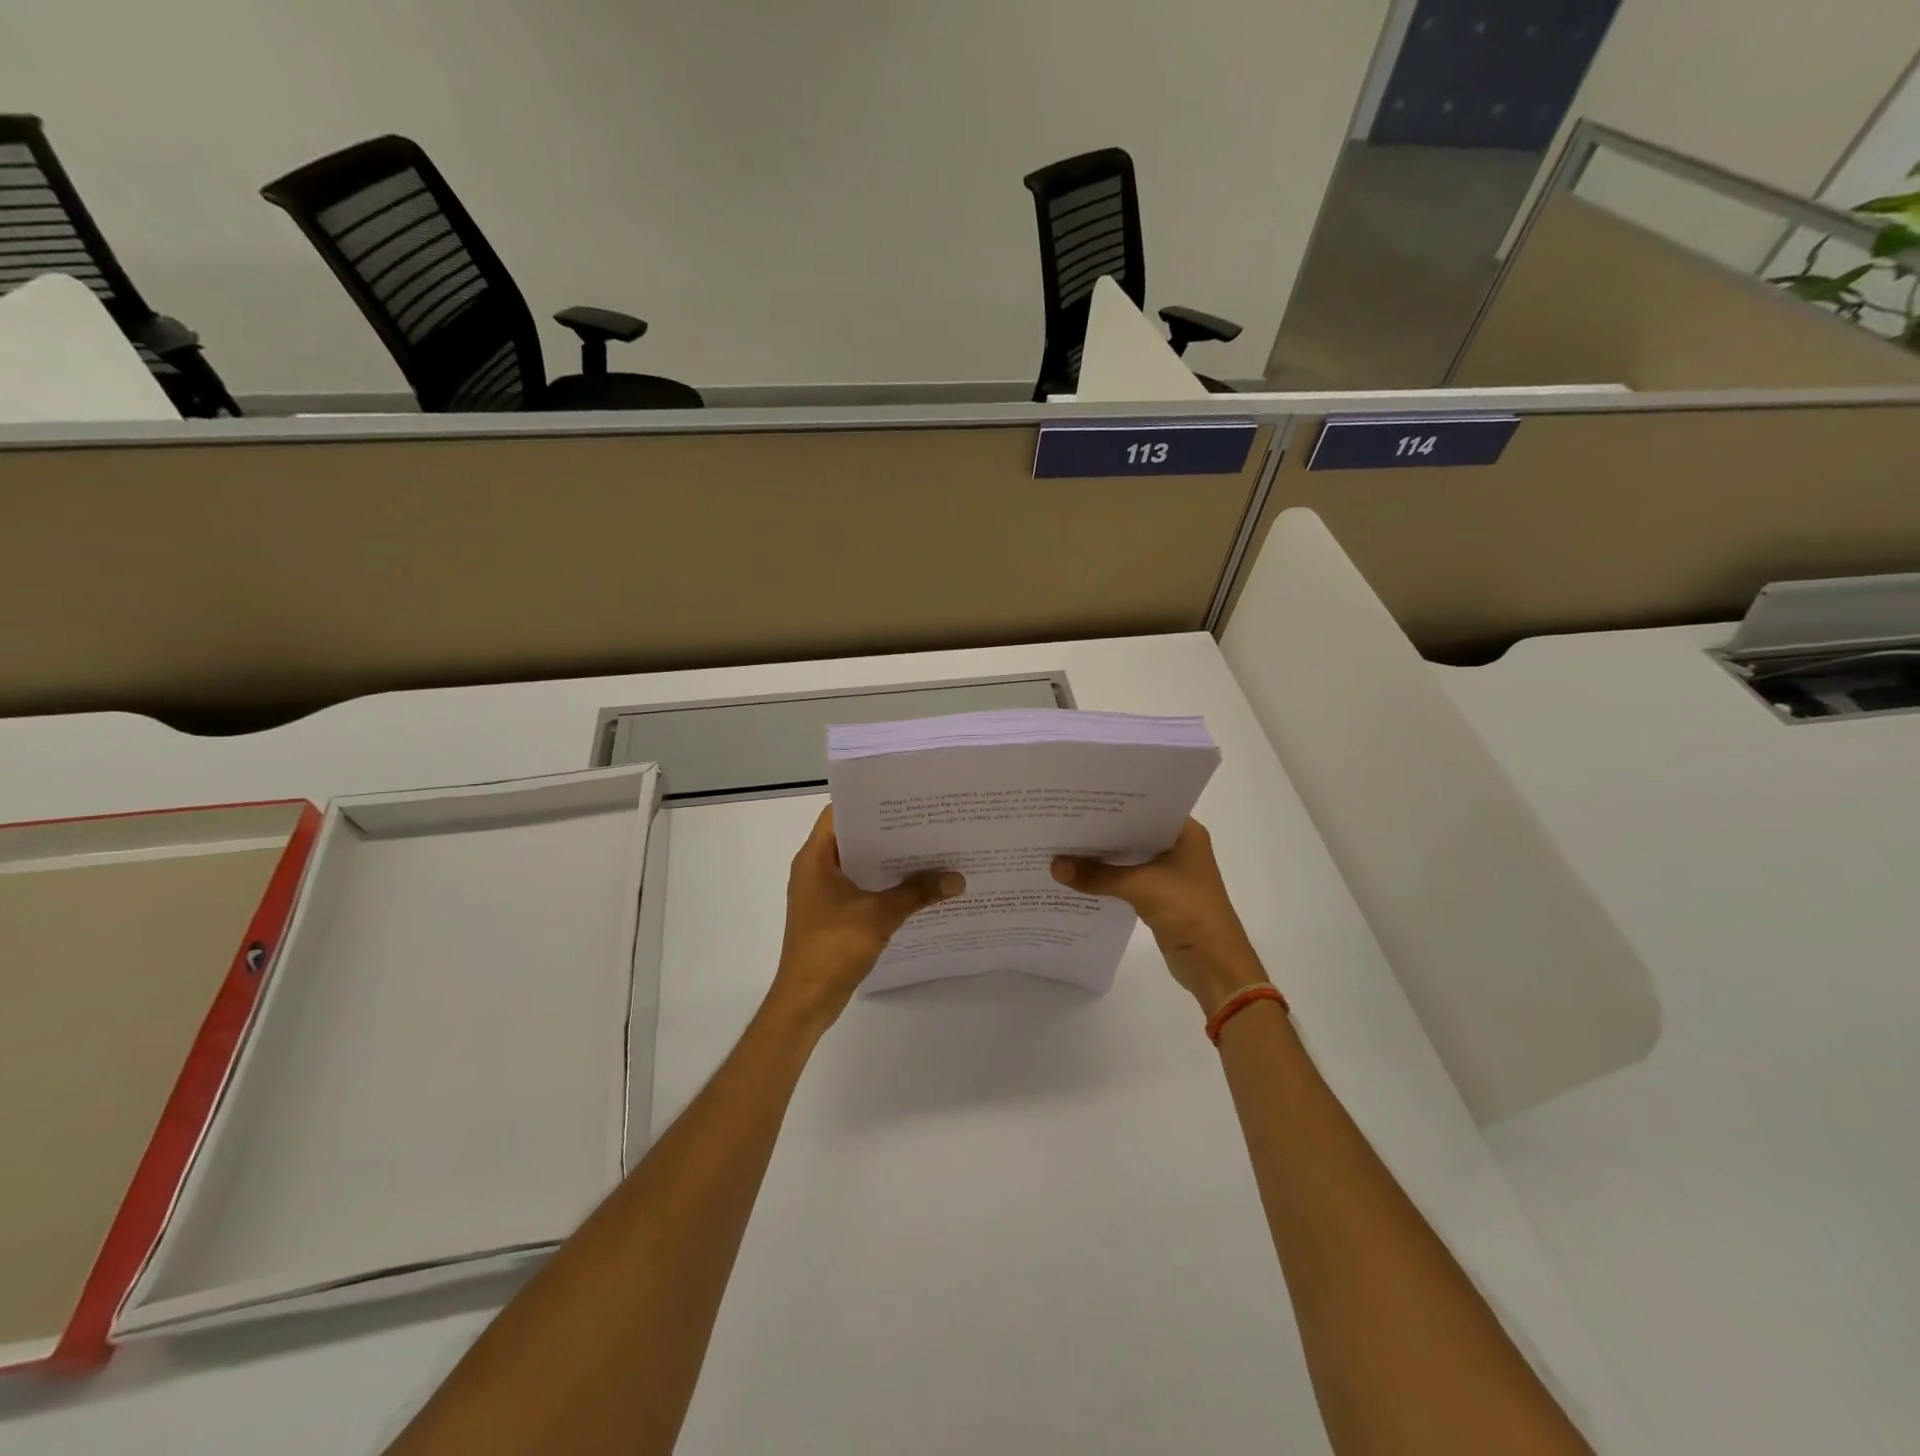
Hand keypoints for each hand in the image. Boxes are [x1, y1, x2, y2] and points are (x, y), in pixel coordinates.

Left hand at [769, 805, 964, 1031]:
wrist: (805, 1001)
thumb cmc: (832, 948)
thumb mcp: (879, 916)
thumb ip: (917, 893)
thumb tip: (957, 878)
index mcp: (815, 858)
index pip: (839, 813)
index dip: (869, 802)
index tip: (903, 798)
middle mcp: (814, 870)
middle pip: (853, 838)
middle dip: (888, 832)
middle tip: (926, 822)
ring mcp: (822, 894)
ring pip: (859, 865)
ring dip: (887, 861)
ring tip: (927, 850)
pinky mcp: (831, 915)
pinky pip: (860, 889)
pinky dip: (883, 885)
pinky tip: (915, 887)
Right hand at [1051, 818, 1267, 1014]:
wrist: (1214, 964)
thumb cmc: (1189, 911)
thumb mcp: (1141, 887)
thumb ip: (1097, 875)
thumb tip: (1054, 866)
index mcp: (1185, 833)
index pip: (1145, 807)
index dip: (1114, 802)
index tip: (1081, 795)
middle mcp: (1177, 847)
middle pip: (1133, 831)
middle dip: (1102, 829)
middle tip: (1063, 817)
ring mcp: (1169, 873)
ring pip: (1128, 856)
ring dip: (1102, 855)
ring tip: (1063, 842)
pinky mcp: (1158, 895)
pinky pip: (1126, 878)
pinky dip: (1106, 877)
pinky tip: (1078, 873)